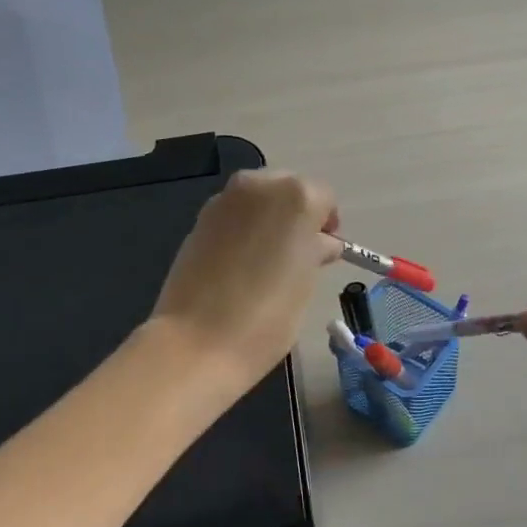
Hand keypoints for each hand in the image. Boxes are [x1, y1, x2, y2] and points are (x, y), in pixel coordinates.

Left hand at [151, 169, 341, 393]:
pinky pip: (234, 215)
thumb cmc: (269, 314)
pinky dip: (243, 230)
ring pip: (258, 199)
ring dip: (268, 220)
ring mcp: (224, 200)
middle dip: (296, 214)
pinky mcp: (199, 219)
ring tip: (267, 262)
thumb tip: (319, 244)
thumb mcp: (307, 282)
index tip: (324, 252)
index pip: (324, 197)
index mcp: (297, 196)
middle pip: (288, 189)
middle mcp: (259, 186)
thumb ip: (315, 251)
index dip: (327, 224)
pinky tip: (240, 264)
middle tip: (297, 254)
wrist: (199, 340)